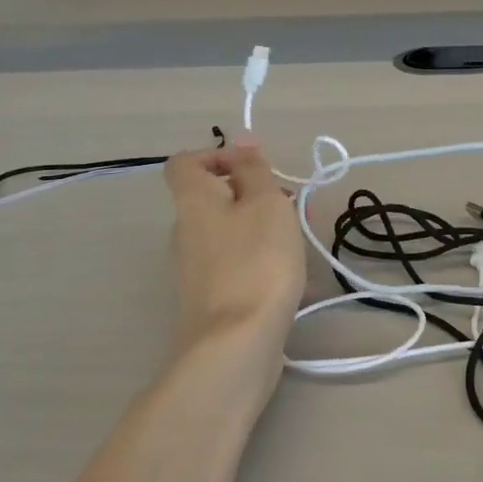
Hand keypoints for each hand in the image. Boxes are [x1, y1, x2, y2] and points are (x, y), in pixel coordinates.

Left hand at [163, 137, 306, 359]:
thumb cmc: (256, 262)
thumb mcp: (265, 204)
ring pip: (226, 234)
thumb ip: (254, 169)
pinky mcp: (209, 299)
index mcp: (192, 202)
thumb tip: (241, 137)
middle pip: (211, 199)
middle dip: (252, 196)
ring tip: (298, 244)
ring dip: (259, 230)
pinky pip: (233, 265)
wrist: (236, 343)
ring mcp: (194, 269)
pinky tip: (289, 279)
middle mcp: (184, 232)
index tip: (255, 169)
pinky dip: (258, 262)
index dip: (217, 156)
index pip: (186, 163)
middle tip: (290, 209)